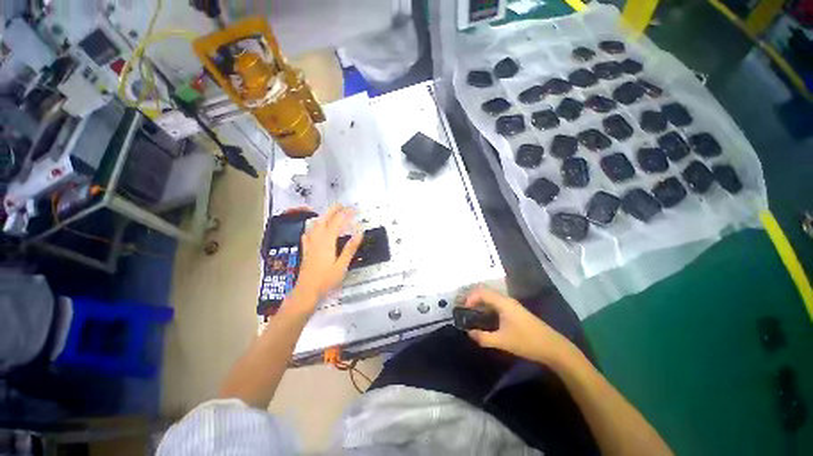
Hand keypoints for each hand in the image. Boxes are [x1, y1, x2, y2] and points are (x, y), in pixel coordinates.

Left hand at [291, 205, 362, 309]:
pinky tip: (314, 228)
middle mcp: (317, 240)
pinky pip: (309, 233)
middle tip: (341, 205)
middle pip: (324, 220)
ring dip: (324, 216)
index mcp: (327, 242)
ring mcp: (310, 244)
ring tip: (330, 213)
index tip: (354, 209)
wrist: (306, 292)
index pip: (336, 222)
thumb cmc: (326, 280)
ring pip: (315, 225)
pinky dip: (314, 227)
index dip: (345, 214)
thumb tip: (359, 232)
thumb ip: (350, 248)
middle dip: (333, 210)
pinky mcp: (307, 250)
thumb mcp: (342, 265)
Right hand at [464, 288, 574, 364]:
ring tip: (472, 312)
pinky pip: (497, 303)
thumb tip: (469, 333)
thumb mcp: (502, 341)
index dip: (470, 298)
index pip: (482, 293)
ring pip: (492, 297)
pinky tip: (486, 317)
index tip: (462, 309)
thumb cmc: (526, 342)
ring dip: (480, 302)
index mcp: (503, 303)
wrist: (553, 347)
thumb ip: (483, 337)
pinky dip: (487, 306)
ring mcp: (512, 305)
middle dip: (473, 298)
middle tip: (464, 309)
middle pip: (486, 292)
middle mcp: (507, 300)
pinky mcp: (515, 310)